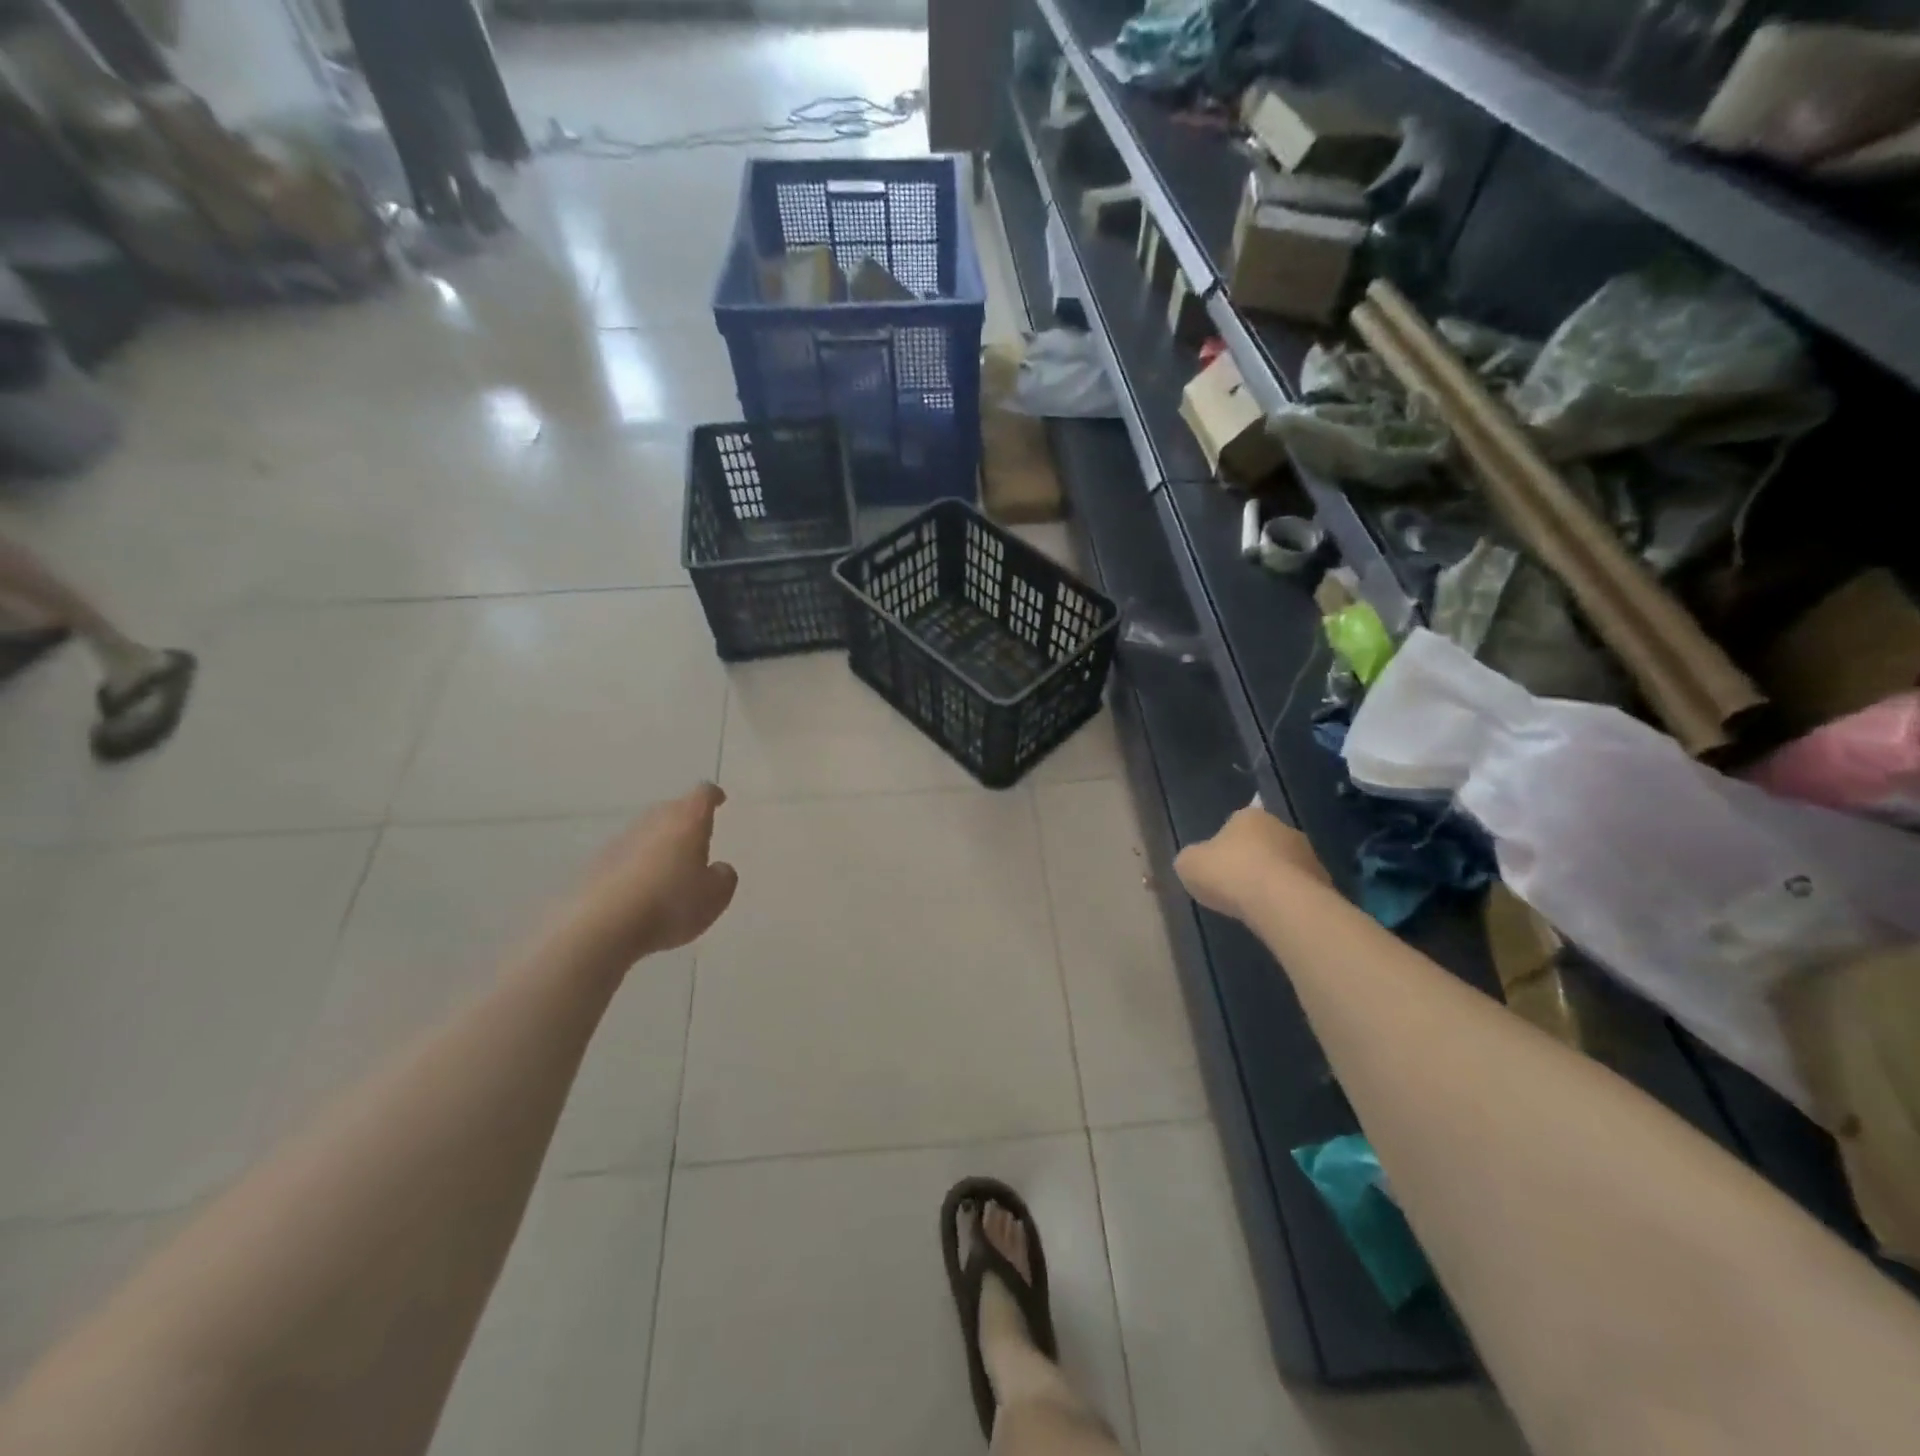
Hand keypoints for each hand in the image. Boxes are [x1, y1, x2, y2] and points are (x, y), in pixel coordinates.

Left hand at [564, 783, 738, 964]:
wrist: (601, 926)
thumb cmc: (670, 904)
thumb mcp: (715, 897)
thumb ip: (724, 877)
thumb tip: (717, 869)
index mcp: (688, 821)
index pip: (703, 794)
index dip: (713, 796)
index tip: (719, 800)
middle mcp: (654, 821)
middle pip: (672, 810)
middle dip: (685, 821)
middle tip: (696, 842)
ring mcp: (621, 840)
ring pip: (647, 833)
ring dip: (659, 845)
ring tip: (669, 871)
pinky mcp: (597, 863)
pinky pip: (626, 857)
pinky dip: (636, 866)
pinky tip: (641, 891)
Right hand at [1175, 802, 1327, 921]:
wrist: (1280, 902)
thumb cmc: (1229, 873)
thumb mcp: (1189, 864)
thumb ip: (1192, 859)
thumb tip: (1197, 861)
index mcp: (1250, 816)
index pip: (1235, 823)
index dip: (1224, 845)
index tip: (1217, 866)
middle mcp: (1283, 828)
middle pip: (1263, 843)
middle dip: (1252, 860)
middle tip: (1235, 885)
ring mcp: (1308, 855)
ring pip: (1284, 866)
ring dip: (1272, 880)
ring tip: (1255, 905)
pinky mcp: (1324, 882)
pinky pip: (1298, 889)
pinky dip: (1287, 899)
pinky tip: (1274, 915)